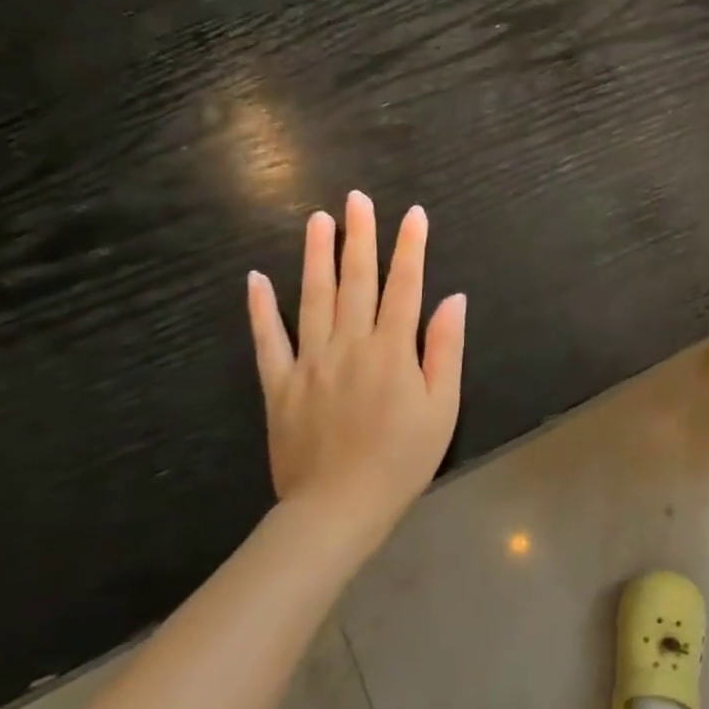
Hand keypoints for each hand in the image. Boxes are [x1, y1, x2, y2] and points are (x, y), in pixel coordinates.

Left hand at [245, 192, 466, 557]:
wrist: (337, 510)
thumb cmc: (402, 459)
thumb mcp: (442, 408)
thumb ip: (445, 350)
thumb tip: (453, 299)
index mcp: (392, 350)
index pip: (405, 286)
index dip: (411, 247)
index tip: (414, 214)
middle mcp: (350, 344)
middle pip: (356, 280)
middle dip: (360, 236)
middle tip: (357, 198)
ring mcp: (310, 362)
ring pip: (312, 298)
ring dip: (316, 256)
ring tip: (318, 220)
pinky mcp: (279, 385)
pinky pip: (267, 340)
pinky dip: (260, 309)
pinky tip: (255, 279)